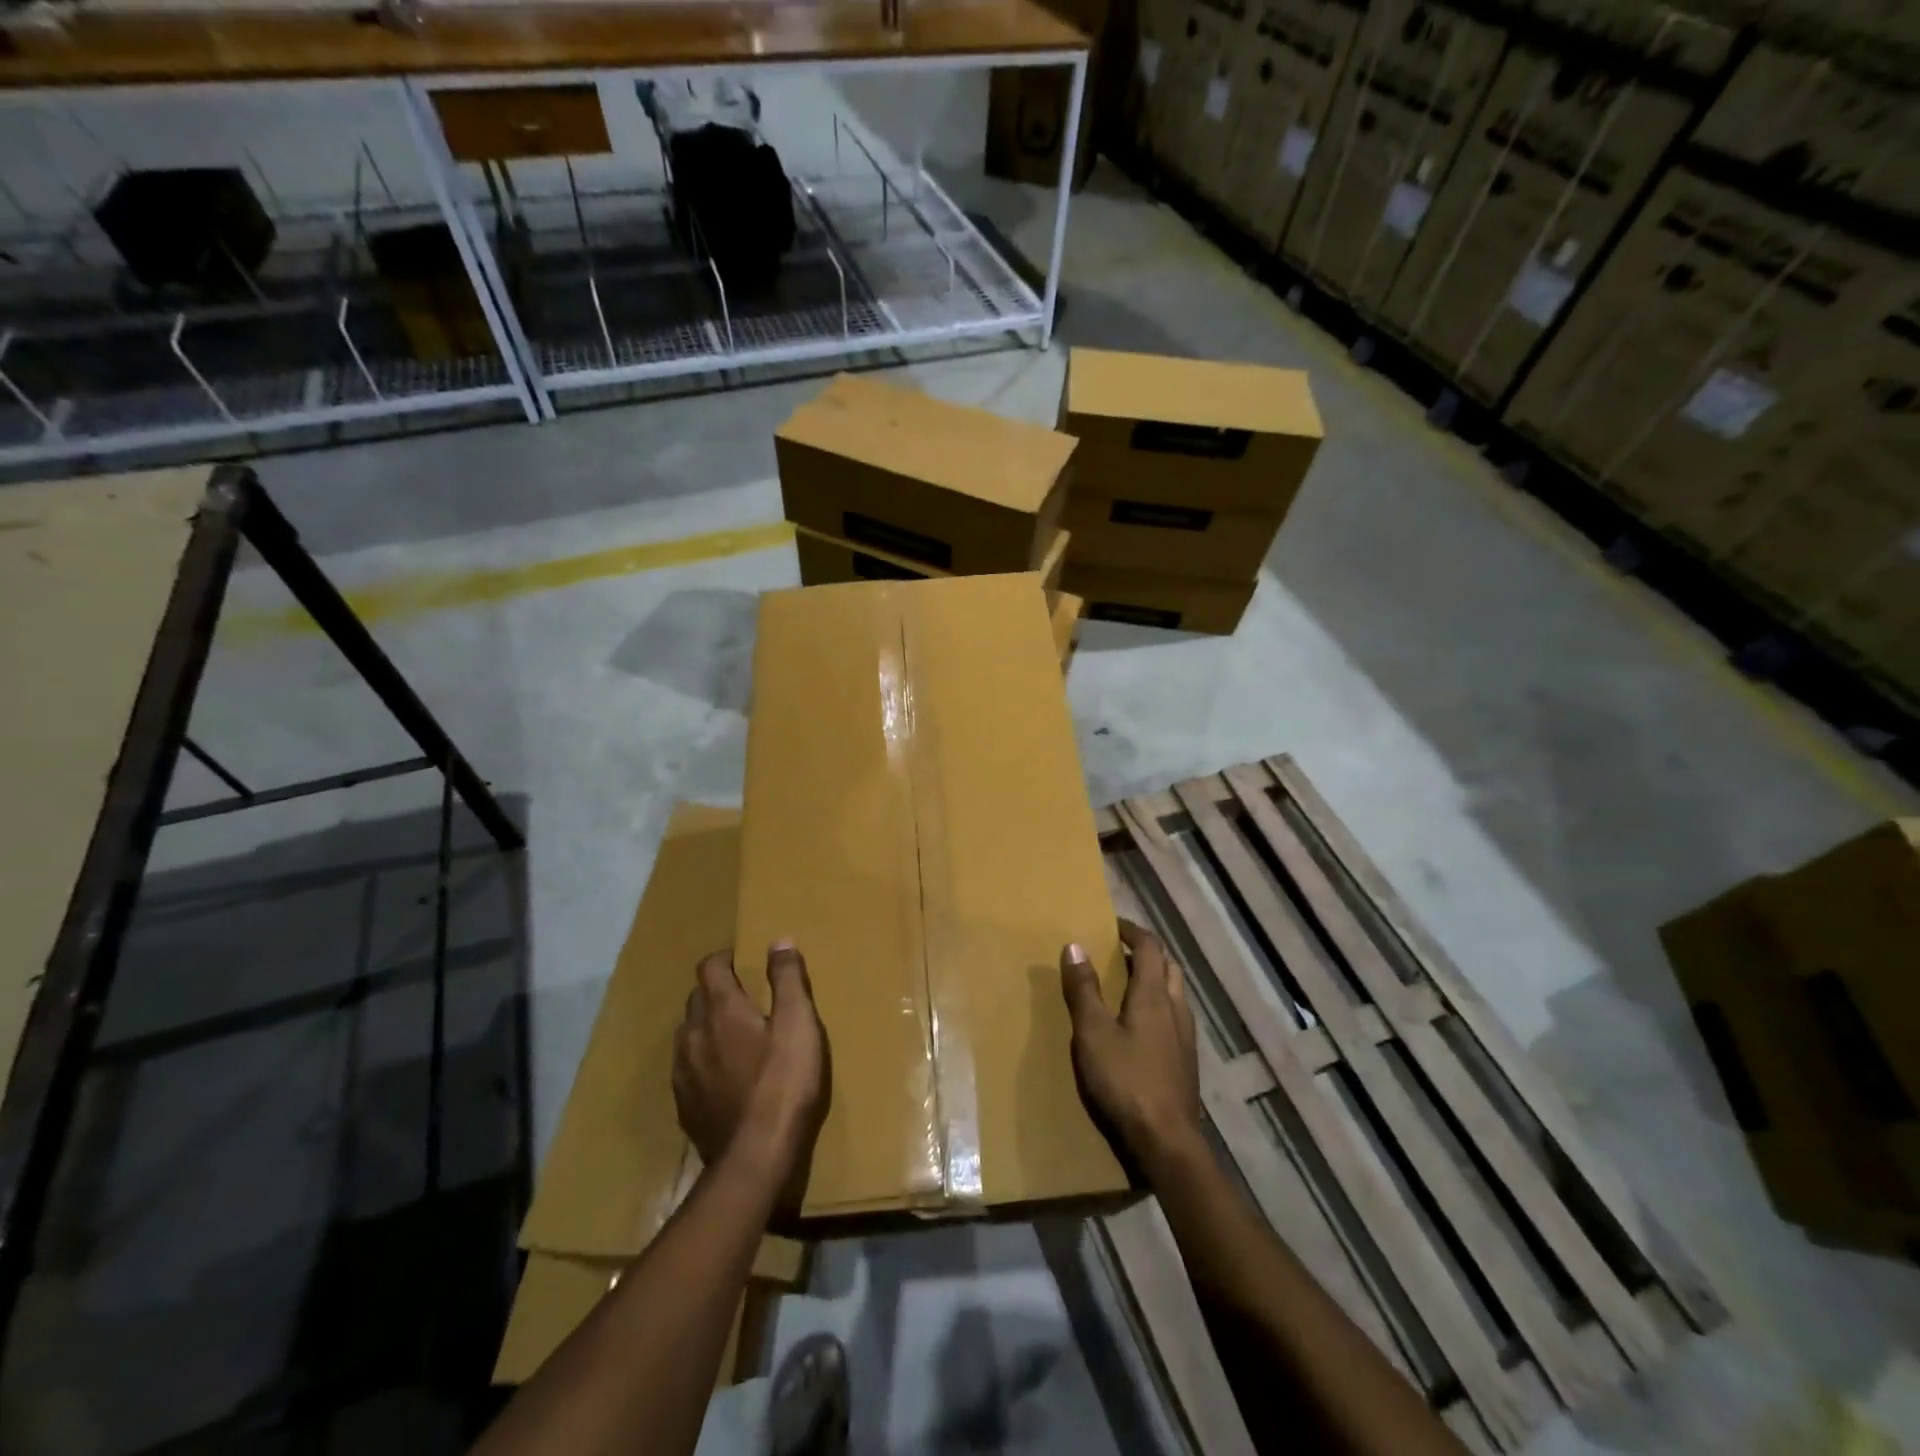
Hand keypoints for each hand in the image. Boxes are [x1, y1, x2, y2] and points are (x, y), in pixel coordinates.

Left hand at [673, 941, 829, 1215]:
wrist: (755, 1158)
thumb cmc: (783, 1083)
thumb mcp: (798, 1023)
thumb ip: (787, 979)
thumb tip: (779, 941)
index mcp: (720, 1010)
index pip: (709, 967)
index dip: (724, 958)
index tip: (744, 961)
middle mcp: (693, 1034)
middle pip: (697, 998)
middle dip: (717, 991)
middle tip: (746, 998)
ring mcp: (683, 1073)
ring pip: (688, 1034)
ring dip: (707, 1026)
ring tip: (735, 1036)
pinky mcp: (684, 1105)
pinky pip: (687, 1068)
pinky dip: (703, 1060)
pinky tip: (724, 1076)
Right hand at [1060, 921, 1203, 1175]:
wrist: (1167, 1142)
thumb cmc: (1125, 1081)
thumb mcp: (1093, 1033)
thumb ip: (1084, 989)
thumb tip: (1075, 945)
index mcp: (1154, 996)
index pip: (1150, 947)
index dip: (1132, 931)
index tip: (1113, 925)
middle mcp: (1176, 1009)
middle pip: (1169, 967)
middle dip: (1147, 954)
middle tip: (1120, 954)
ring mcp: (1186, 1037)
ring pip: (1175, 993)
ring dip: (1156, 980)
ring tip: (1128, 987)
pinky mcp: (1187, 1061)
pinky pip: (1176, 1017)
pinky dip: (1160, 1006)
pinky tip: (1142, 1028)